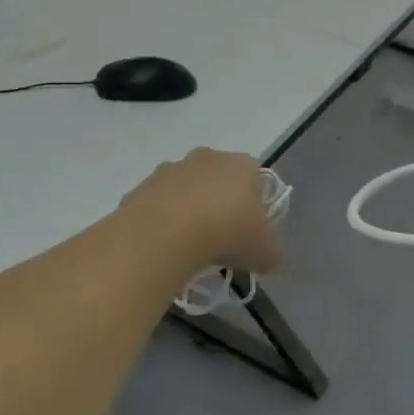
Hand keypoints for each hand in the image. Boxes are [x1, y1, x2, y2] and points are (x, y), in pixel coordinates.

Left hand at [116, 149, 280, 278]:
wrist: (167, 232)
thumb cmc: (228, 232)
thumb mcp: (264, 252)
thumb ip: (269, 252)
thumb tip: (265, 257)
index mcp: (243, 165)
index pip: (256, 180)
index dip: (255, 208)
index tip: (250, 234)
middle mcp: (209, 157)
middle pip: (220, 182)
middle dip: (221, 206)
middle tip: (221, 241)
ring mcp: (173, 168)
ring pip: (188, 191)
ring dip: (190, 213)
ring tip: (191, 247)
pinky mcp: (144, 185)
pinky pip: (161, 205)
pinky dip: (164, 223)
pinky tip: (166, 246)